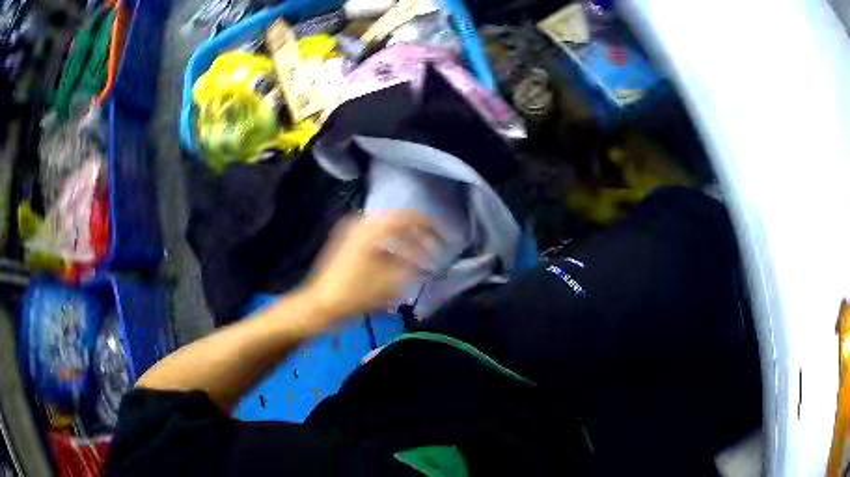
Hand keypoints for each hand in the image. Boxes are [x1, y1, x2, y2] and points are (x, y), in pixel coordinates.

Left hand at [302, 212, 439, 323]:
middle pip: (399, 224)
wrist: (318, 305)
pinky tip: (399, 267)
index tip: (445, 239)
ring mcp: (352, 234)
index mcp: (372, 228)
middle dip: (418, 238)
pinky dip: (391, 250)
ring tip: (419, 263)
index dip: (430, 227)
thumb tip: (426, 260)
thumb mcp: (388, 282)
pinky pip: (376, 241)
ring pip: (388, 234)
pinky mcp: (347, 245)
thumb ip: (412, 266)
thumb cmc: (353, 294)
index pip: (409, 217)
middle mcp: (362, 224)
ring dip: (405, 246)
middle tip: (434, 254)